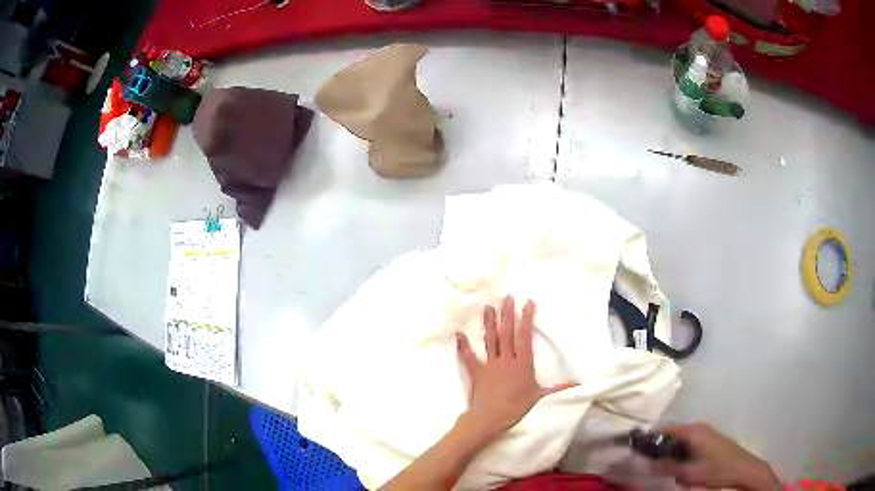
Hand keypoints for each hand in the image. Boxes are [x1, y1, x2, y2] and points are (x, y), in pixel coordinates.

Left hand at [455, 296, 577, 440]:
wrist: (491, 418)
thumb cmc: (517, 407)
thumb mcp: (540, 396)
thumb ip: (558, 387)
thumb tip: (577, 384)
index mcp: (522, 363)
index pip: (524, 336)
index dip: (526, 318)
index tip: (527, 302)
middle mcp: (506, 359)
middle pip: (507, 333)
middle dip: (508, 314)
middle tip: (507, 297)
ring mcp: (490, 364)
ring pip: (490, 340)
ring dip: (489, 323)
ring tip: (489, 307)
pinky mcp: (476, 371)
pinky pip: (468, 356)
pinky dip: (463, 345)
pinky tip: (458, 333)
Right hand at [651, 423, 781, 490]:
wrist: (743, 469)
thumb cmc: (716, 470)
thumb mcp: (689, 473)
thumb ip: (666, 467)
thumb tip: (644, 463)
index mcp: (692, 431)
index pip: (663, 431)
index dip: (648, 440)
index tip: (635, 451)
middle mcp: (698, 426)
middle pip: (671, 434)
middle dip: (659, 449)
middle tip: (650, 465)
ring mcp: (705, 431)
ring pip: (679, 440)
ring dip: (670, 453)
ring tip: (666, 468)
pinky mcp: (710, 438)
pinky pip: (688, 443)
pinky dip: (680, 453)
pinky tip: (681, 466)